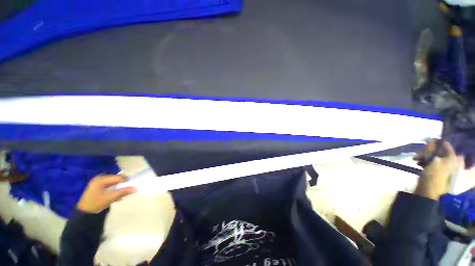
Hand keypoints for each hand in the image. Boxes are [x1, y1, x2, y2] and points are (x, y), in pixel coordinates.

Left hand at [77, 175, 136, 213]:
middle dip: (122, 184)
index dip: (126, 181)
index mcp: (102, 179)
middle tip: (126, 191)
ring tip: (120, 195)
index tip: (132, 186)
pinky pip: (110, 184)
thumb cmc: (96, 203)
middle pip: (117, 179)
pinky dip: (114, 189)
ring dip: (119, 187)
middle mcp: (100, 178)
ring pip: (114, 182)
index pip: (118, 177)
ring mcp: (98, 181)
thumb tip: (135, 188)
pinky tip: (115, 195)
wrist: (83, 212)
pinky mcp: (98, 186)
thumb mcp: (110, 198)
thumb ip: (123, 192)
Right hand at [414, 140, 461, 199]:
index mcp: (451, 157)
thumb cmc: (432, 175)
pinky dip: (423, 161)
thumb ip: (430, 149)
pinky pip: (430, 162)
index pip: (445, 144)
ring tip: (415, 158)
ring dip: (423, 156)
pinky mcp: (435, 171)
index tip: (425, 142)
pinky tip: (417, 162)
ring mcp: (442, 167)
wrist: (428, 191)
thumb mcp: (431, 160)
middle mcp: (448, 161)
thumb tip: (429, 139)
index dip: (435, 142)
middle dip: (426, 150)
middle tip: (417, 152)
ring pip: (432, 156)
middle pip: (438, 150)